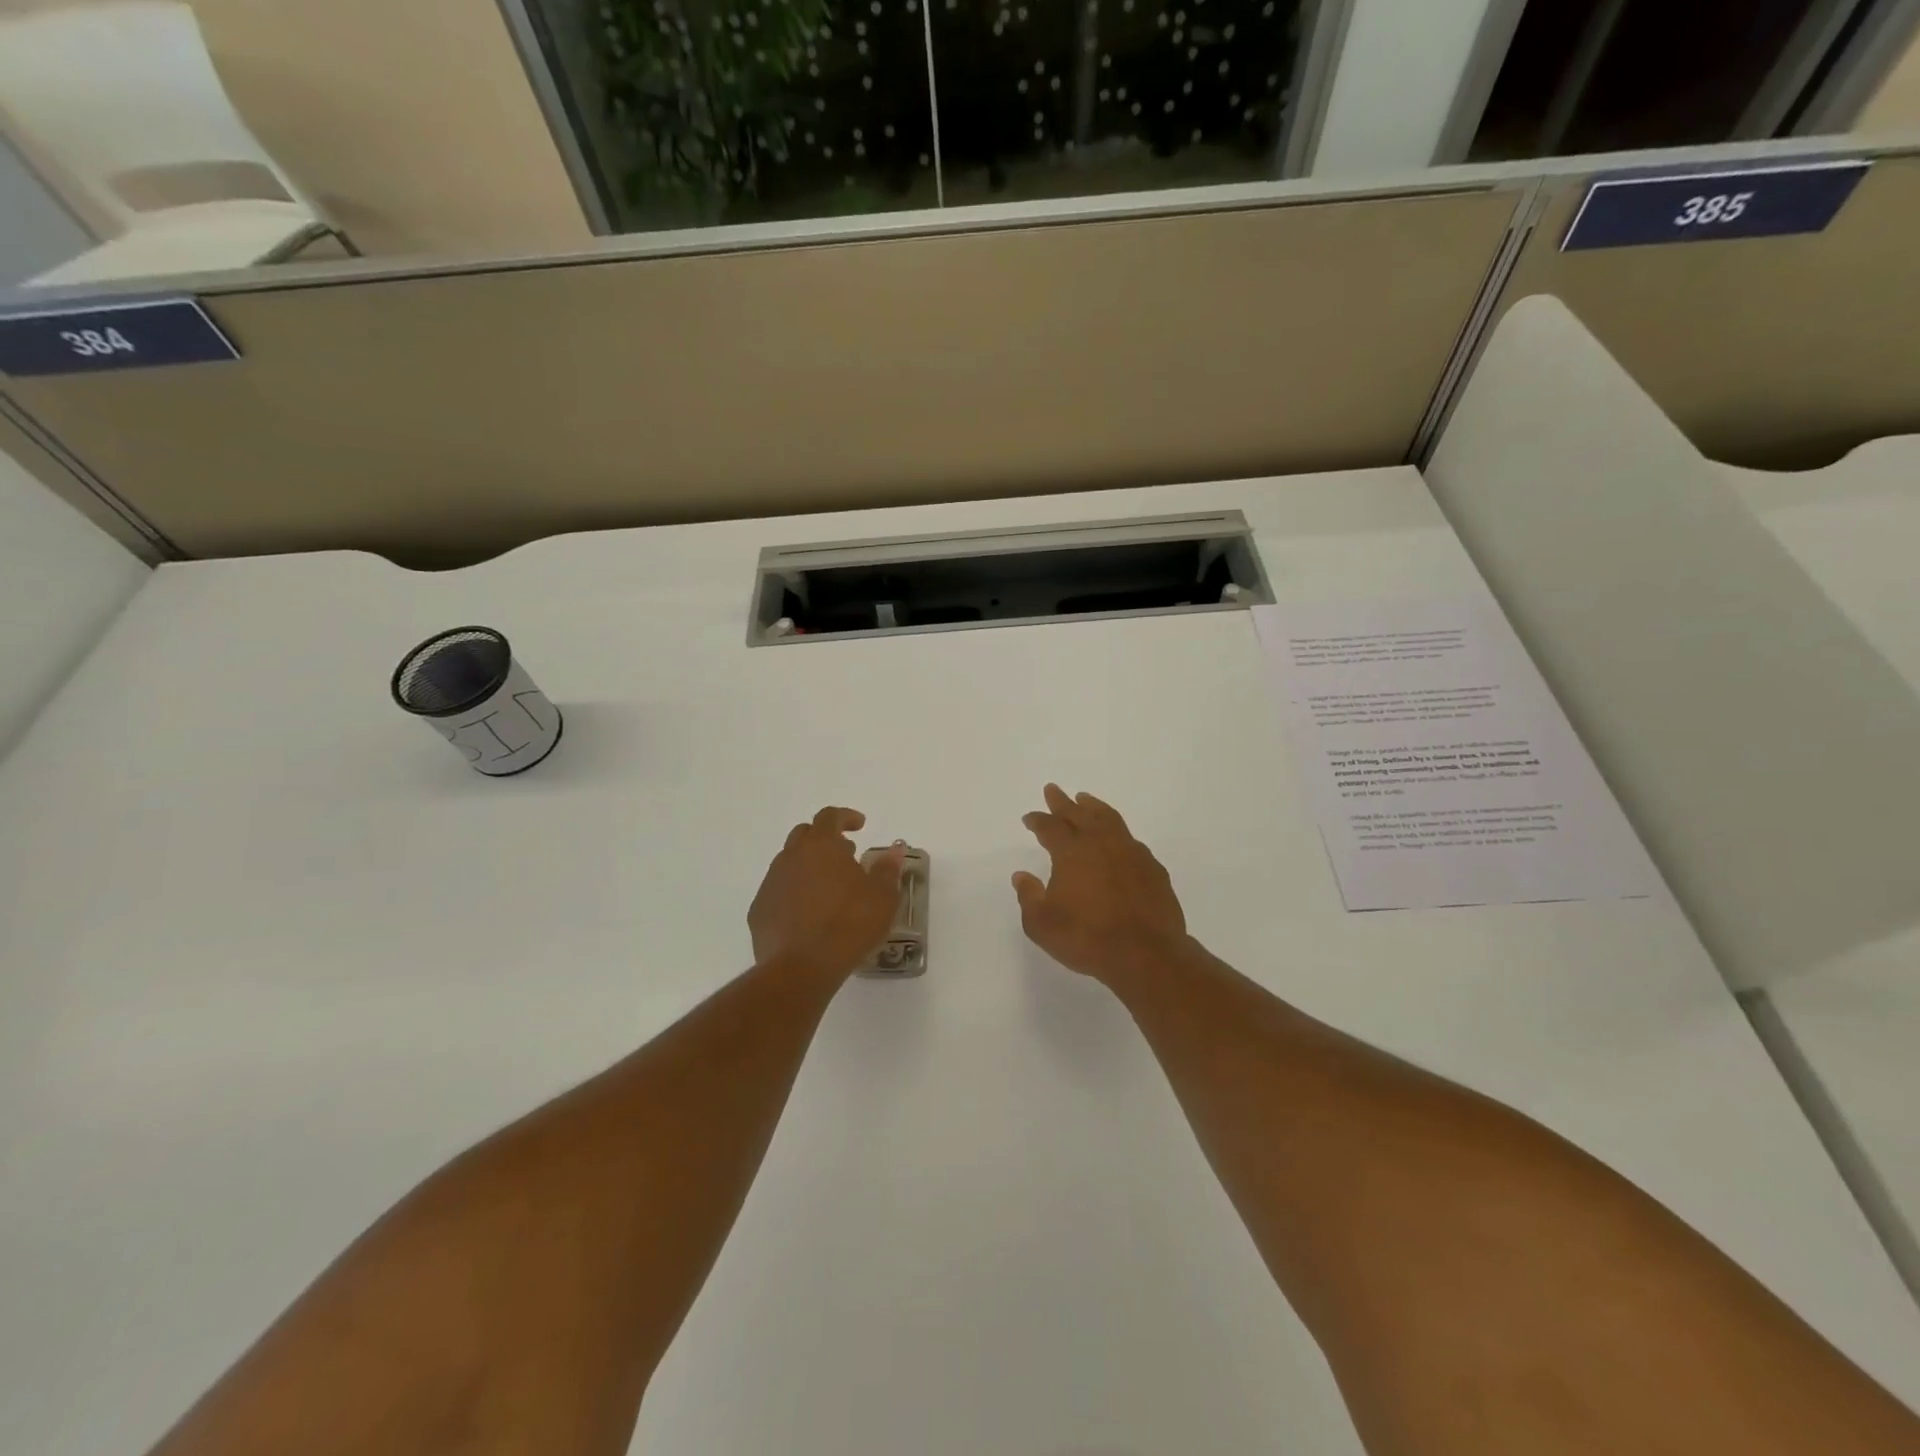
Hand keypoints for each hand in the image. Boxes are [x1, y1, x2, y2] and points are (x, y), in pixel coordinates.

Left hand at [750, 807, 905, 983]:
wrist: (802, 968)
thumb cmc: (850, 924)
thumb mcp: (883, 897)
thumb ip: (887, 869)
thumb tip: (894, 851)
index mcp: (821, 846)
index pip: (830, 816)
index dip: (846, 816)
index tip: (860, 825)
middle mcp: (791, 857)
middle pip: (804, 835)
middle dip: (825, 839)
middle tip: (845, 855)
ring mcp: (771, 883)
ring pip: (789, 863)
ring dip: (808, 867)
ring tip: (829, 888)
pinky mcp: (759, 911)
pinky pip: (778, 891)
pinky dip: (794, 894)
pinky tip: (808, 915)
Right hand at [1013, 785, 1191, 987]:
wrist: (1147, 954)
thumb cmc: (1087, 938)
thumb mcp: (1042, 924)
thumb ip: (1029, 897)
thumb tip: (1022, 876)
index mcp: (1071, 852)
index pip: (1050, 827)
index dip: (1038, 820)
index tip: (1029, 818)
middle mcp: (1101, 843)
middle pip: (1078, 813)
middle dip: (1063, 802)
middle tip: (1053, 790)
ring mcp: (1131, 852)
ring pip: (1109, 819)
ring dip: (1093, 807)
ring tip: (1085, 799)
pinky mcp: (1152, 868)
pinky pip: (1130, 840)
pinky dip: (1118, 832)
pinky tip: (1117, 839)